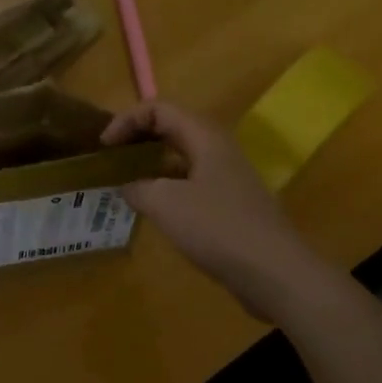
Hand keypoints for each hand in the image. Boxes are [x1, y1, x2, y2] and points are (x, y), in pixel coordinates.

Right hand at [101, 101, 319, 321]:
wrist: (276, 273)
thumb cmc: (218, 228)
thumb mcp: (165, 204)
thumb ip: (138, 188)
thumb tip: (128, 187)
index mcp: (204, 137)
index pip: (158, 108)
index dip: (126, 120)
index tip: (104, 146)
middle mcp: (217, 149)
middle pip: (171, 127)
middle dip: (137, 138)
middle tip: (111, 158)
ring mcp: (227, 177)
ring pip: (181, 156)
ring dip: (150, 163)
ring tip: (124, 182)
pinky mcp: (230, 204)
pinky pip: (190, 182)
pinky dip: (166, 187)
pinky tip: (152, 210)